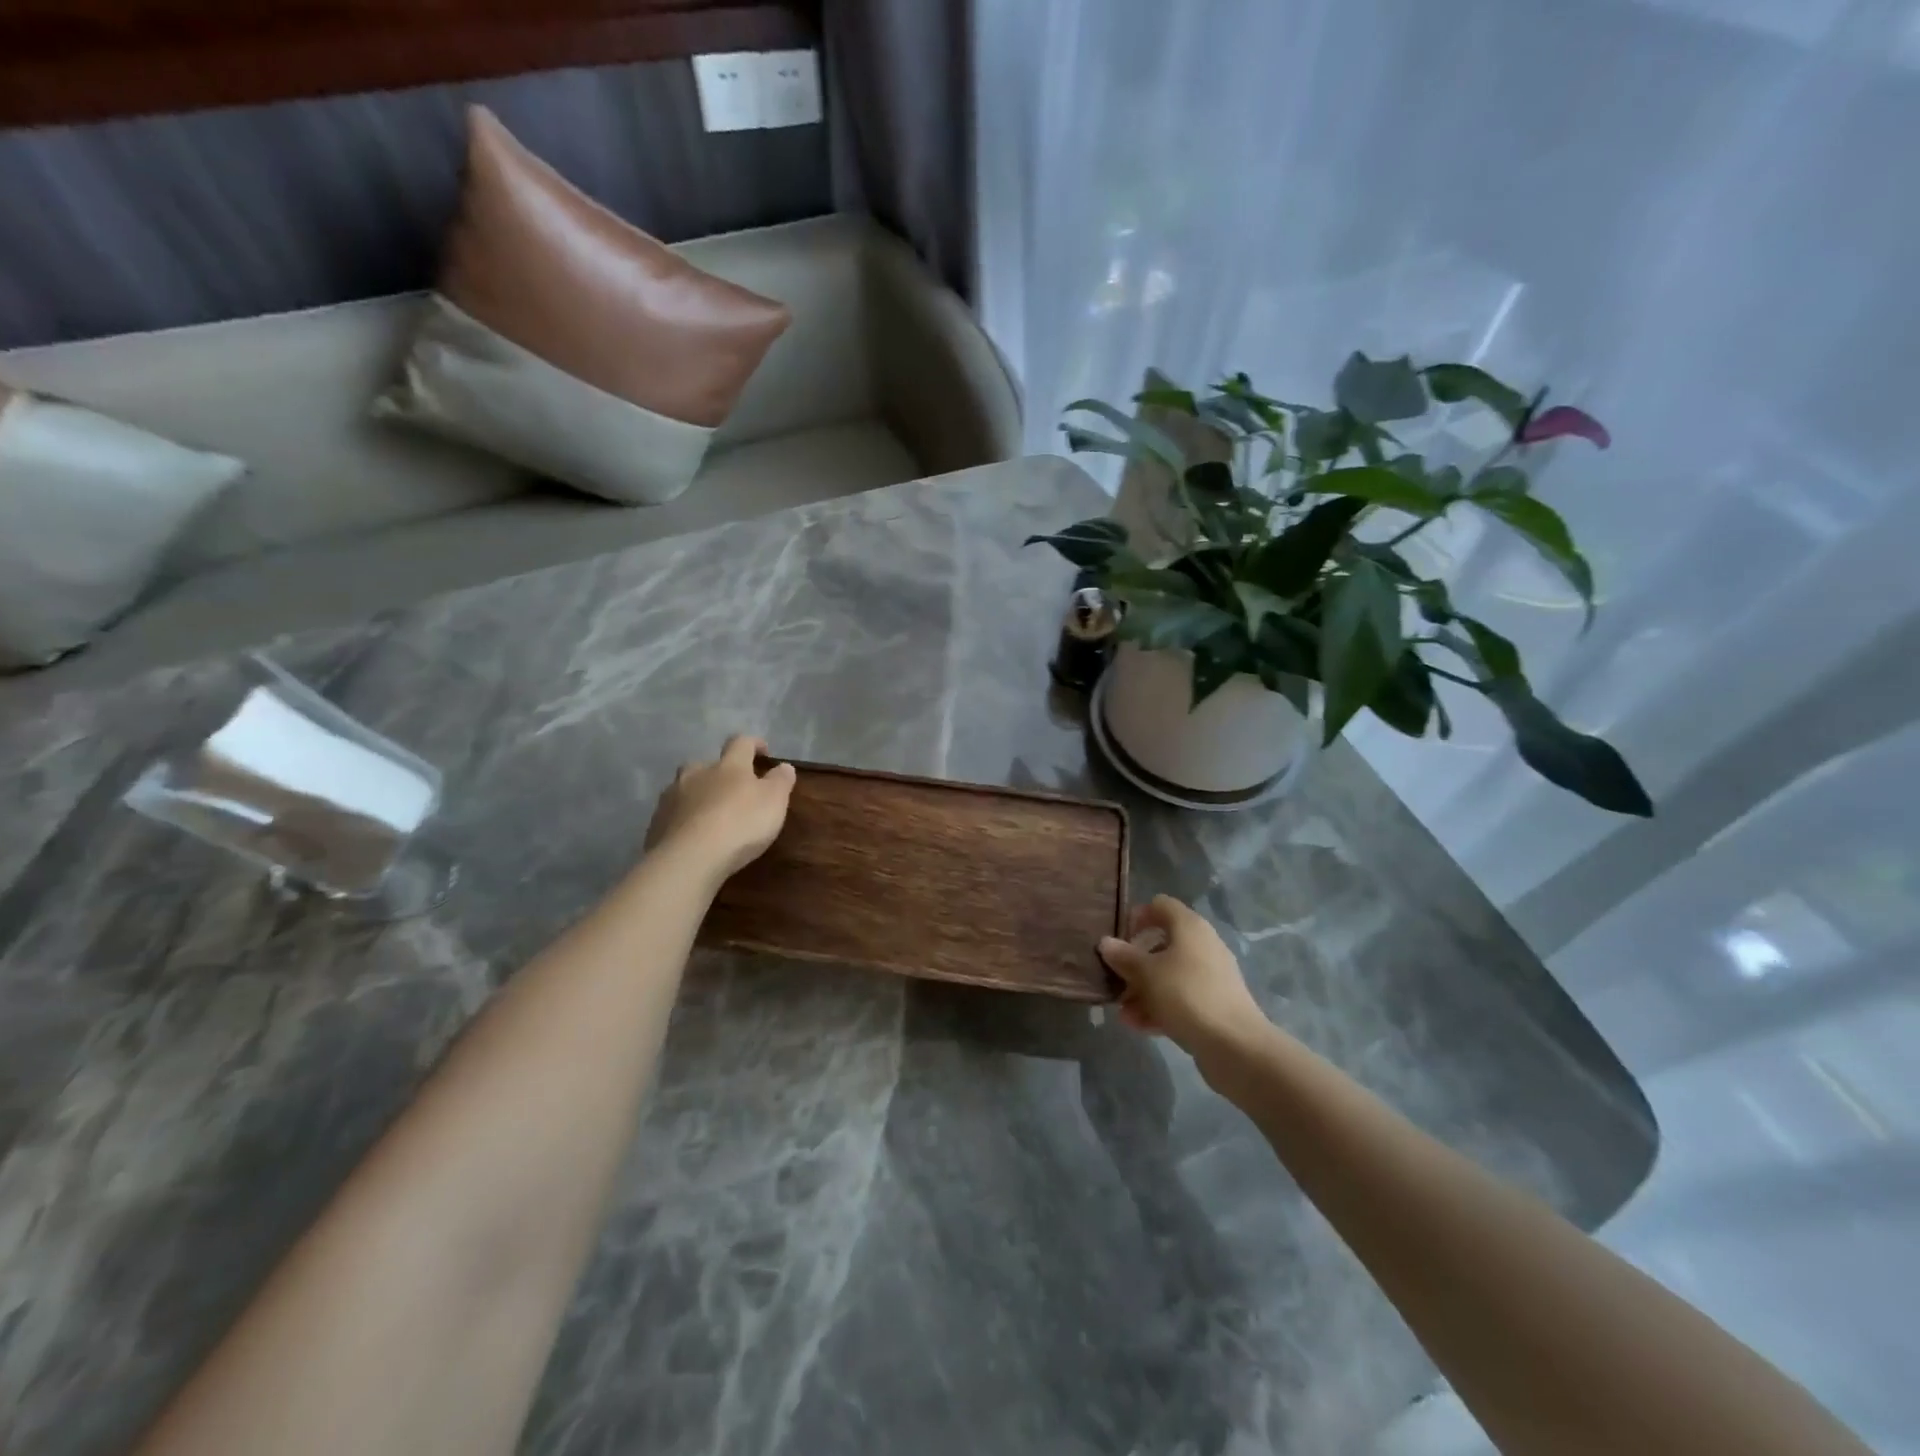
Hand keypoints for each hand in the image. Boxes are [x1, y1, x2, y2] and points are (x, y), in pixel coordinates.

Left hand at [645, 735, 796, 879]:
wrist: (690, 858)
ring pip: (684, 787)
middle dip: (718, 772)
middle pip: (705, 763)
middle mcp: (697, 773)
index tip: (763, 752)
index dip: (753, 744)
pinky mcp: (656, 822)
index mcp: (728, 766)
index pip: (741, 743)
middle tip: (731, 789)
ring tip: (708, 814)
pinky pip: (672, 814)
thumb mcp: (774, 801)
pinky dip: (682, 819)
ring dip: (697, 794)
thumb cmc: (740, 824)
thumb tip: (784, 766)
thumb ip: (780, 781)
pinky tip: (690, 835)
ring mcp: (672, 796)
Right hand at [1099, 896, 1268, 1053]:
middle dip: (1135, 962)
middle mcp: (1202, 945)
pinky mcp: (1213, 1004)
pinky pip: (1180, 998)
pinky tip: (1138, 1026)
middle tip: (1116, 979)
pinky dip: (1159, 1008)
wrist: (1235, 1045)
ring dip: (1143, 990)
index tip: (1119, 938)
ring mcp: (1210, 976)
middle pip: (1162, 943)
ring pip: (1169, 974)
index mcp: (1189, 926)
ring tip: (1122, 1012)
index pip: (1160, 905)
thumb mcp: (1146, 973)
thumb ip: (1124, 956)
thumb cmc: (1186, 994)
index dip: (1137, 916)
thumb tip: (1106, 942)